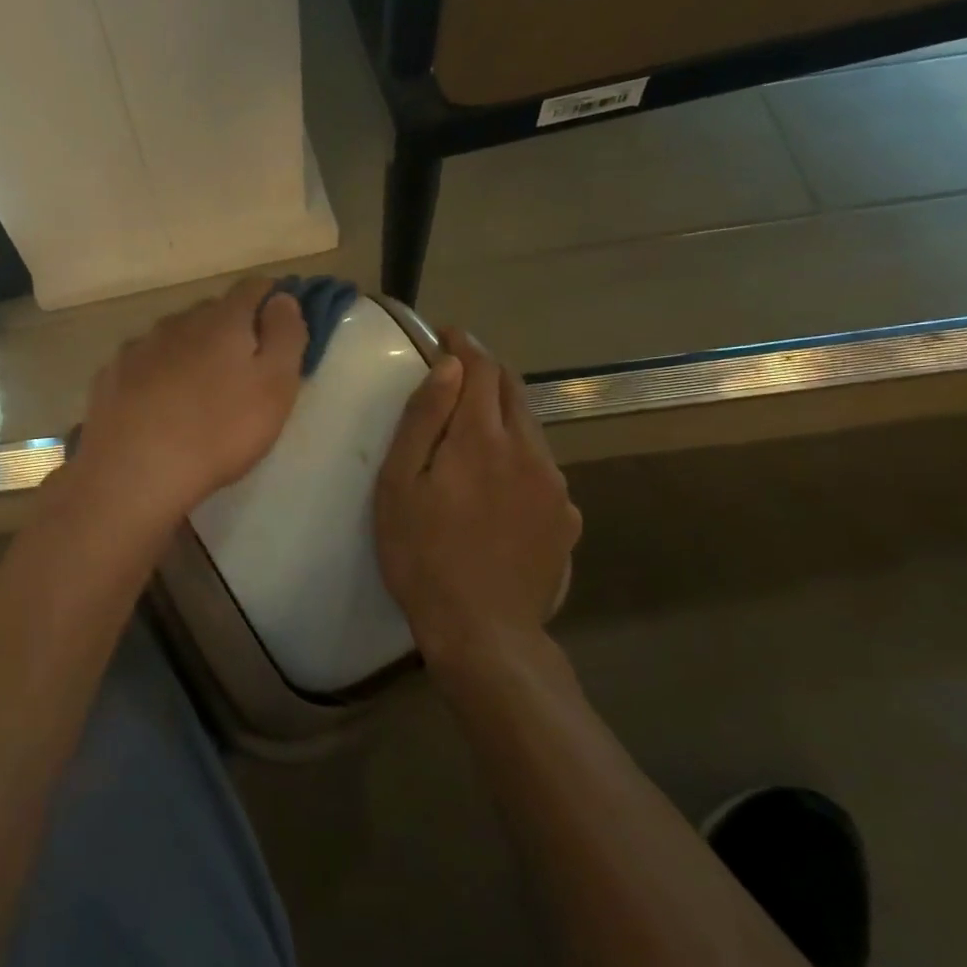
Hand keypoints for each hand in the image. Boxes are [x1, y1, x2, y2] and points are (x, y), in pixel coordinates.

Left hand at [67, 276, 308, 527]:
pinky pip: (143, 365)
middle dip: (231, 330)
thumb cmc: (219, 432)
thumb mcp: (275, 387)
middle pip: (211, 312)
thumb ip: (285, 336)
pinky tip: (158, 406)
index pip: (253, 288)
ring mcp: (138, 347)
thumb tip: (282, 298)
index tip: (281, 324)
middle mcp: (177, 321)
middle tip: (243, 370)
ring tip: (198, 392)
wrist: (135, 472)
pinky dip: (156, 376)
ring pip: (174, 338)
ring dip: (191, 353)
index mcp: (222, 320)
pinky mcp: (110, 376)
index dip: (272, 299)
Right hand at [374, 329, 581, 667]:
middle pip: (513, 392)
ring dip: (503, 416)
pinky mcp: (567, 518)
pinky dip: (519, 457)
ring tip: (474, 432)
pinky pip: (543, 469)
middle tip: (458, 373)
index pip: (481, 369)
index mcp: (483, 438)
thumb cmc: (422, 556)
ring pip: (531, 430)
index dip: (464, 346)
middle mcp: (529, 451)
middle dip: (486, 373)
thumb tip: (448, 367)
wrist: (483, 632)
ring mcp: (556, 486)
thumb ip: (424, 420)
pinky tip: (499, 485)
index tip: (447, 335)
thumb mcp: (399, 485)